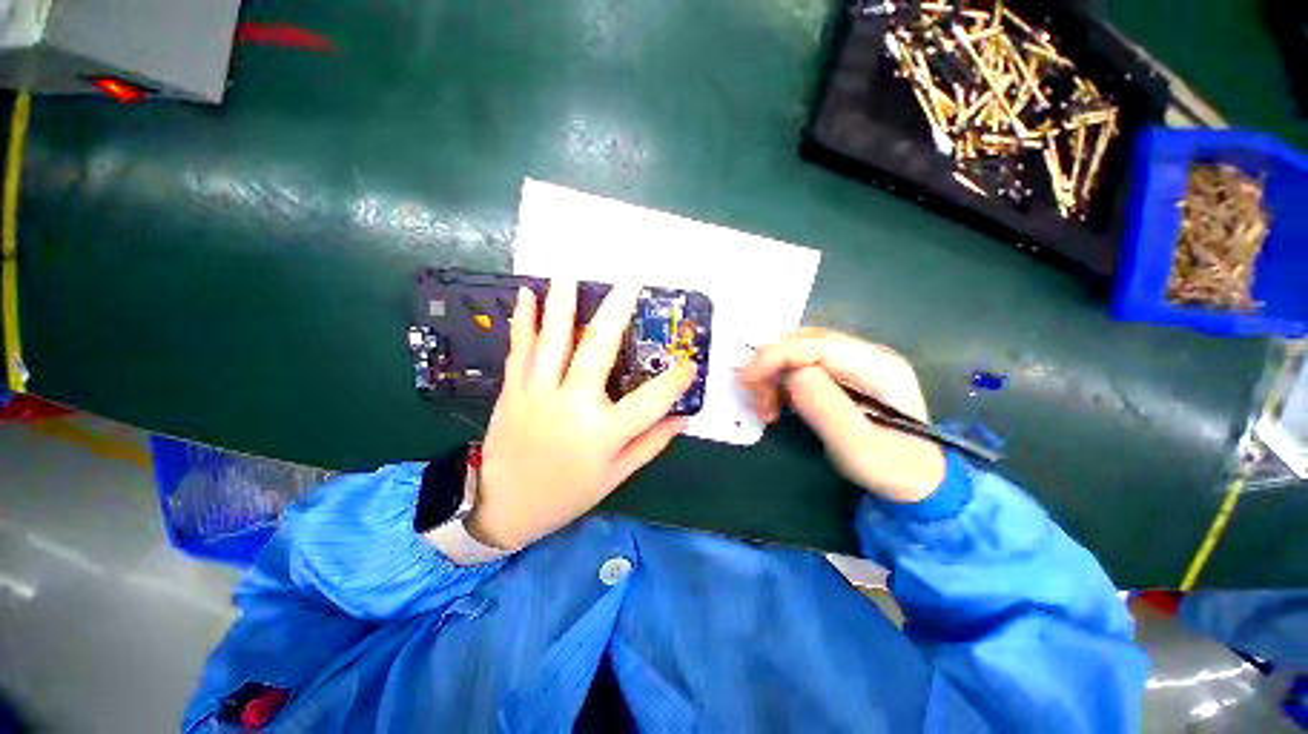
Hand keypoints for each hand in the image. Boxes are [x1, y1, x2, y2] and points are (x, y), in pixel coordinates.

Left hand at [466, 281, 697, 549]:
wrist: (503, 507)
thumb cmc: (567, 493)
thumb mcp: (615, 476)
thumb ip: (650, 443)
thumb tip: (682, 419)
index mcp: (602, 433)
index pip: (650, 401)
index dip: (674, 381)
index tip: (690, 364)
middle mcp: (572, 406)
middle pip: (598, 351)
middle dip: (617, 313)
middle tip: (631, 282)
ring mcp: (538, 394)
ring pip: (554, 341)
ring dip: (564, 304)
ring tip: (571, 272)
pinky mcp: (513, 390)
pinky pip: (520, 349)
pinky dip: (524, 320)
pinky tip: (527, 293)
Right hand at [738, 328, 945, 503]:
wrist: (916, 480)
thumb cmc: (891, 469)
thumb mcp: (859, 448)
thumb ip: (828, 410)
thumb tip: (793, 375)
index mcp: (878, 366)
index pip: (817, 345)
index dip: (776, 356)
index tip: (746, 379)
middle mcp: (865, 354)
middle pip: (804, 342)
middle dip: (771, 365)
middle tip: (755, 400)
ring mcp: (854, 361)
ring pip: (798, 349)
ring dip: (773, 373)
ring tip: (767, 408)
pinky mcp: (842, 372)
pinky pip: (800, 363)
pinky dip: (780, 379)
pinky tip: (777, 400)